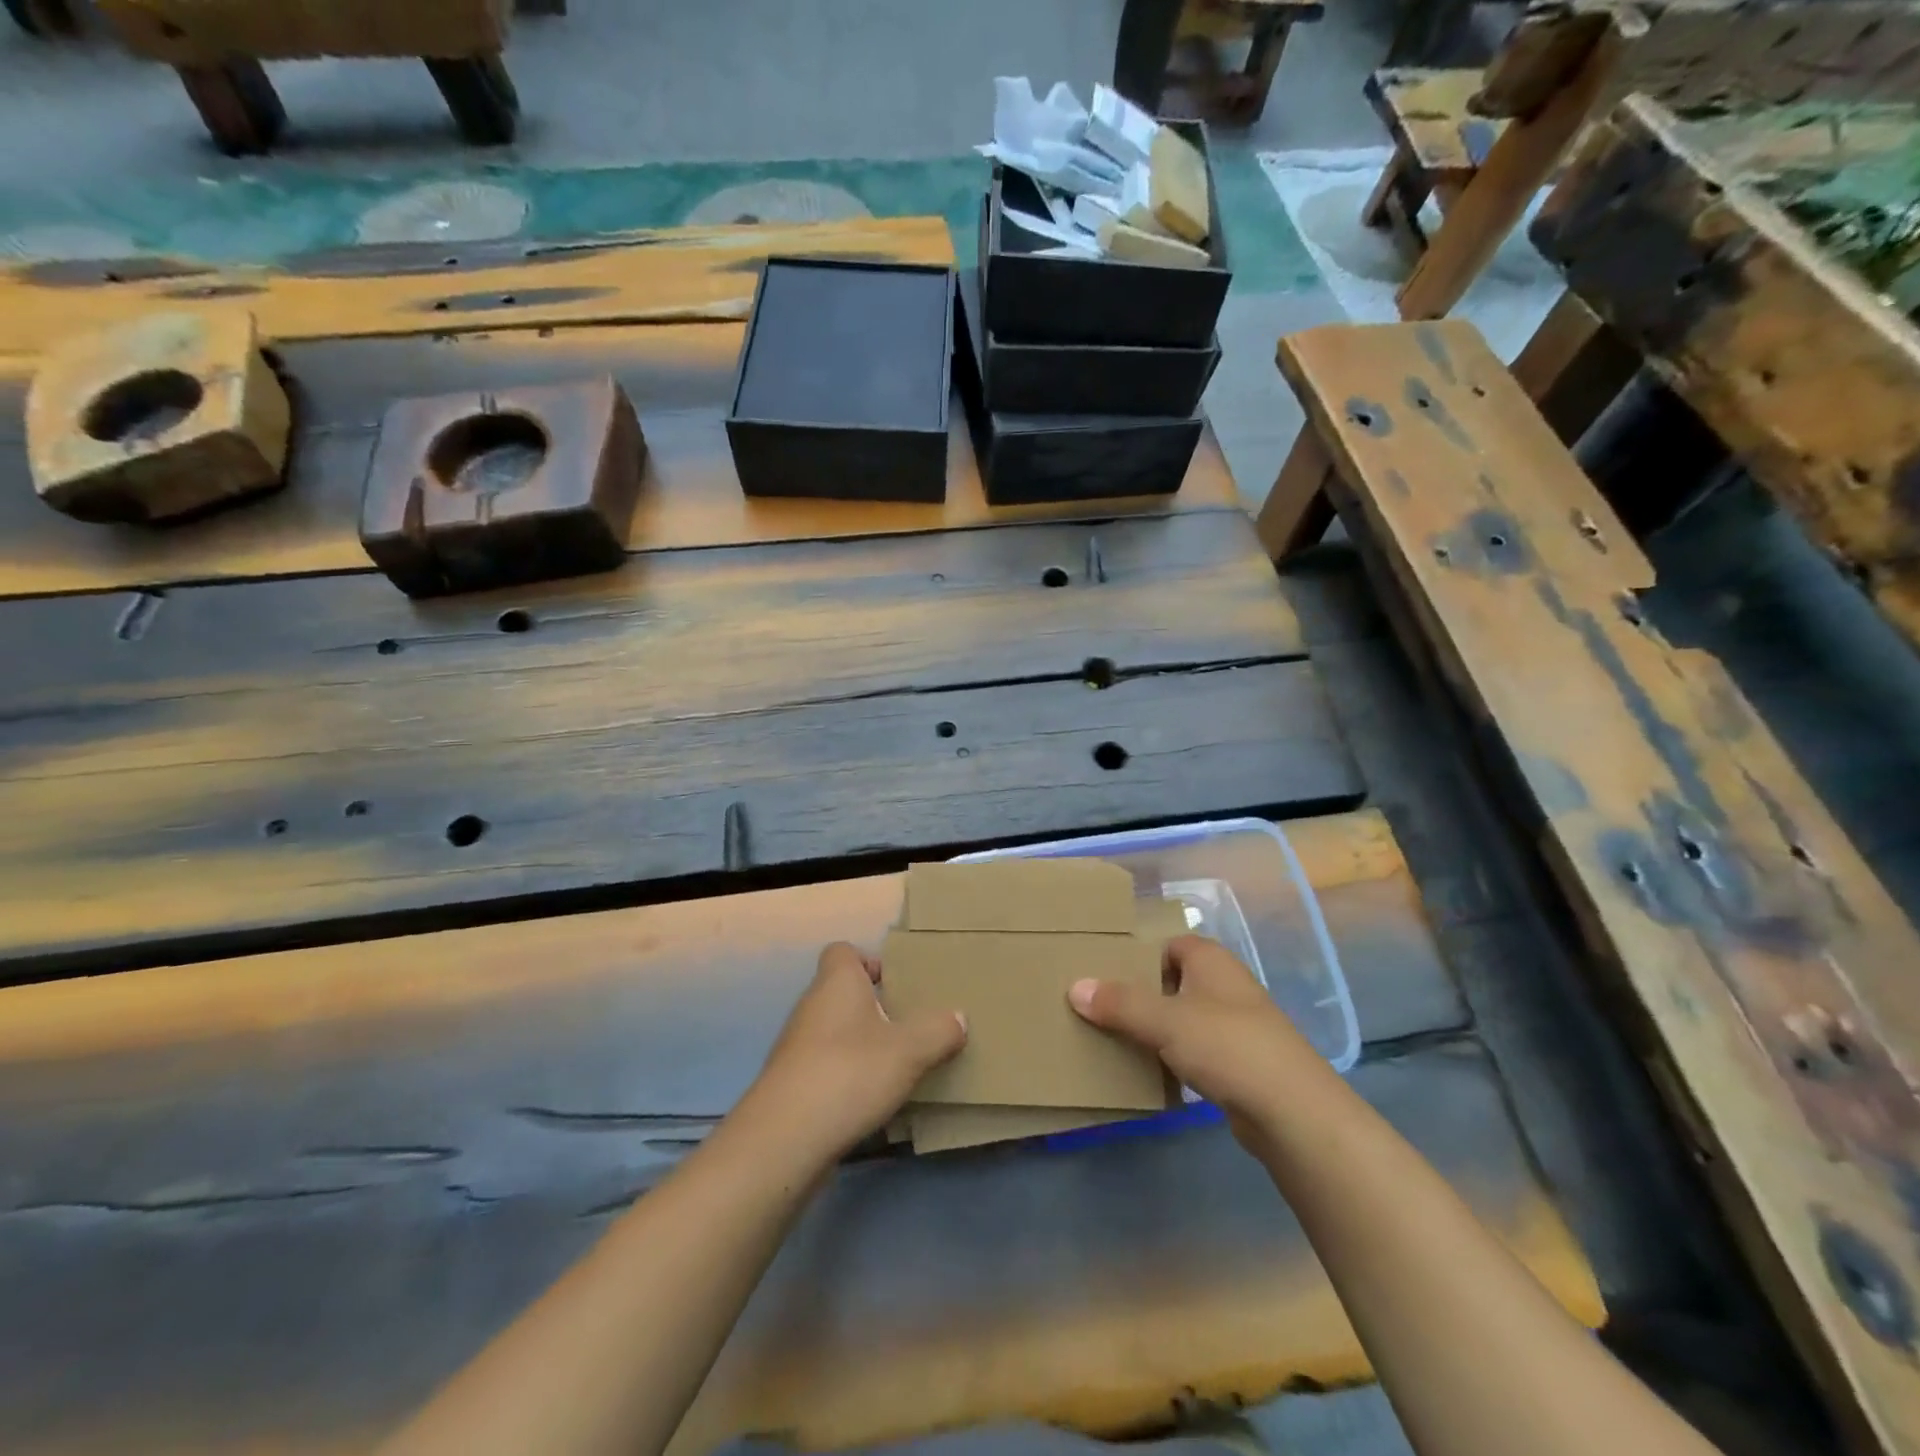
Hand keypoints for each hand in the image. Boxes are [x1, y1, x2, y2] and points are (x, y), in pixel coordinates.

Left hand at [735, 942, 966, 1165]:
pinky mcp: (791, 1083)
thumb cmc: (849, 1073)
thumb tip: (958, 1017)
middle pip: (842, 992)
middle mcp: (811, 1006)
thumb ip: (938, 1030)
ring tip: (896, 1067)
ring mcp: (796, 1046)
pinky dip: (846, 1076)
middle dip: (874, 1007)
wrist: (784, 1139)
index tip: (896, 985)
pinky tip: (870, 1100)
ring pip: (834, 1031)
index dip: (868, 961)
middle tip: (908, 1028)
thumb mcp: (909, 1050)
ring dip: (861, 1044)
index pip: (843, 951)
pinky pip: (825, 1066)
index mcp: (837, 982)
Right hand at [1068, 935, 1326, 1151]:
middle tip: (1101, 1006)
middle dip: (1142, 994)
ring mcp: (1238, 1026)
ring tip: (1116, 1039)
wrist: (1292, 1111)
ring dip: (1157, 1028)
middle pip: (1174, 981)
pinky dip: (1175, 1057)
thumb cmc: (1227, 1046)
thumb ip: (1119, 1003)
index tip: (1106, 973)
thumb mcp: (1165, 1020)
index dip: (1140, 956)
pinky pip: (1197, 1050)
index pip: (1170, 944)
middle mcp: (1226, 985)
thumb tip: (1074, 986)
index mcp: (1211, 960)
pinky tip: (1152, 1072)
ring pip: (1185, 1018)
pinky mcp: (1242, 1064)